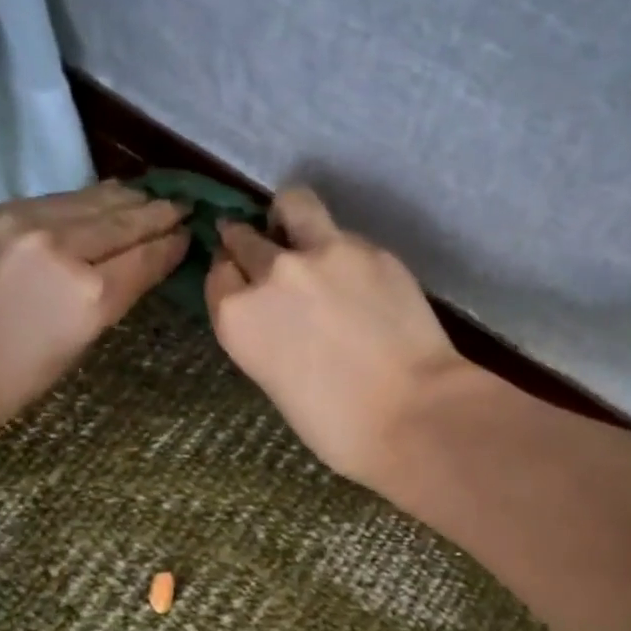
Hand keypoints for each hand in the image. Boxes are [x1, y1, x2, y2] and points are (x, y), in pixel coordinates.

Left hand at [0, 182, 187, 437]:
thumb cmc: (3, 382)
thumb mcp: (71, 350)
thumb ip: (104, 301)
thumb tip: (126, 269)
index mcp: (89, 296)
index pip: (145, 258)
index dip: (171, 244)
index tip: (190, 232)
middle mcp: (62, 248)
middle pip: (123, 222)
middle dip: (157, 213)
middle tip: (181, 205)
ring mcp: (21, 223)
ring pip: (87, 201)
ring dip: (123, 199)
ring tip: (146, 195)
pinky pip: (48, 201)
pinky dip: (80, 200)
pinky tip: (95, 198)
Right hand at [205, 186, 469, 486]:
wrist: (412, 414)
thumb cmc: (337, 426)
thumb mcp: (276, 382)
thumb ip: (266, 335)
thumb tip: (280, 316)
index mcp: (238, 317)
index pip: (219, 275)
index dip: (231, 277)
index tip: (242, 282)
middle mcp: (272, 273)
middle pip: (245, 238)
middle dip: (250, 245)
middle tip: (269, 257)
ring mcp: (323, 252)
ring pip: (292, 204)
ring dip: (289, 217)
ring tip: (304, 235)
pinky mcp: (370, 248)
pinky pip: (344, 235)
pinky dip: (343, 251)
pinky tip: (361, 279)